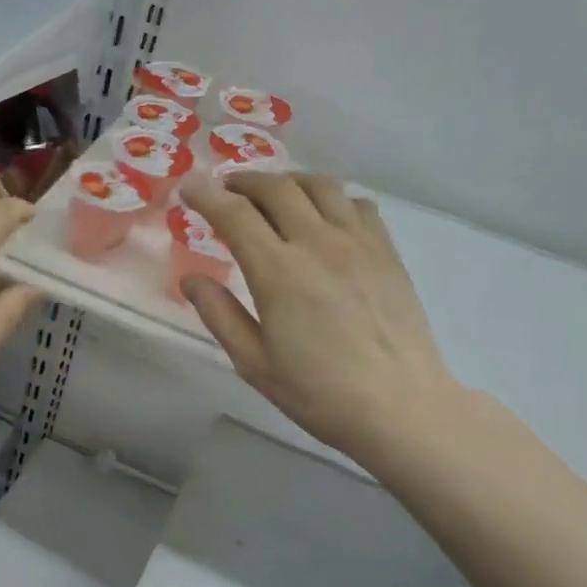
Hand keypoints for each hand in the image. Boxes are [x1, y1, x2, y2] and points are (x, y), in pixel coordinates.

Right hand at [179, 172, 466, 468]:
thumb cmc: (317, 391)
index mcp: (278, 272)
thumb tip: (191, 279)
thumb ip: (219, 314)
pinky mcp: (387, 250)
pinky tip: (322, 215)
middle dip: (244, 182)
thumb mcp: (253, 362)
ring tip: (271, 194)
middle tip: (225, 190)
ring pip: (320, 185)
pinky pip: (356, 202)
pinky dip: (329, 197)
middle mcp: (317, 243)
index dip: (206, 196)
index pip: (235, 215)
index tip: (188, 188)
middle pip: (276, 189)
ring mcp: (358, 242)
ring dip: (287, 181)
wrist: (398, 405)